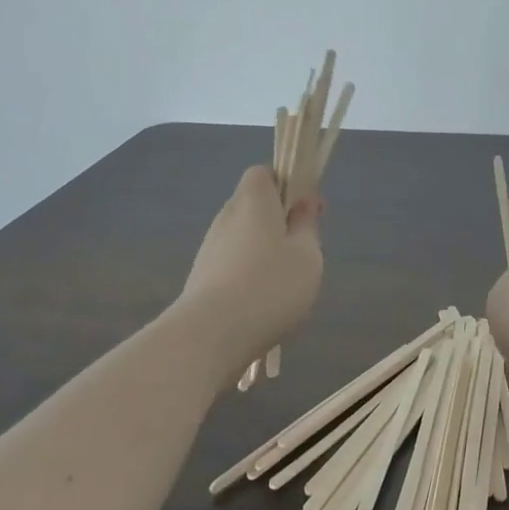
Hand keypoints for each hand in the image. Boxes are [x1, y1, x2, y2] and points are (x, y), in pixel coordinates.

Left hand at [179, 166, 323, 378]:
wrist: (210, 336)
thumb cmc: (270, 286)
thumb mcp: (307, 254)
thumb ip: (307, 224)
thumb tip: (303, 200)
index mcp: (253, 201)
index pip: (264, 173)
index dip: (287, 184)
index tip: (307, 211)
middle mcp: (227, 217)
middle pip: (255, 207)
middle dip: (279, 223)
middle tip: (303, 252)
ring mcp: (210, 249)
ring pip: (244, 238)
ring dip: (265, 253)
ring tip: (284, 287)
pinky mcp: (201, 278)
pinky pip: (233, 265)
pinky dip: (249, 276)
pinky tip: (262, 306)